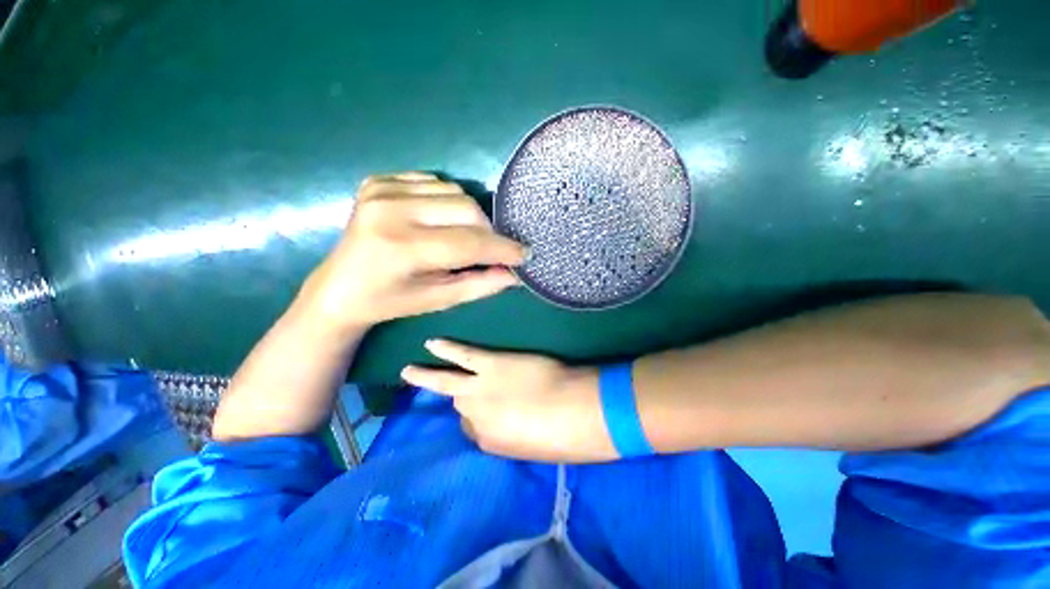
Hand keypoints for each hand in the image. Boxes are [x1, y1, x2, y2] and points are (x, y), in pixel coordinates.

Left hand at [298, 173, 527, 332]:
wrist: (339, 288)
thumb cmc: (390, 301)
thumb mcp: (439, 300)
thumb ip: (480, 284)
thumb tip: (514, 273)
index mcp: (402, 247)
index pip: (468, 242)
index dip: (502, 249)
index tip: (524, 254)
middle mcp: (390, 210)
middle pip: (466, 208)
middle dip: (487, 231)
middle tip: (489, 250)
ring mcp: (382, 189)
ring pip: (454, 192)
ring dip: (468, 216)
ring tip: (460, 237)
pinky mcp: (379, 180)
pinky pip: (433, 182)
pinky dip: (446, 202)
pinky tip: (437, 221)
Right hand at [401, 339, 615, 462]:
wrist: (577, 410)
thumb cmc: (565, 436)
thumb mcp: (533, 448)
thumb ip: (514, 436)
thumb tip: (509, 425)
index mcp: (490, 441)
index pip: (474, 429)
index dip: (480, 419)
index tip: (488, 413)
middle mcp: (476, 417)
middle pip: (460, 407)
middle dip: (462, 399)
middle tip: (454, 393)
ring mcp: (480, 388)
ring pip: (446, 382)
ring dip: (426, 376)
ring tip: (409, 370)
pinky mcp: (492, 363)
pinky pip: (462, 356)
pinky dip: (445, 349)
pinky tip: (431, 343)